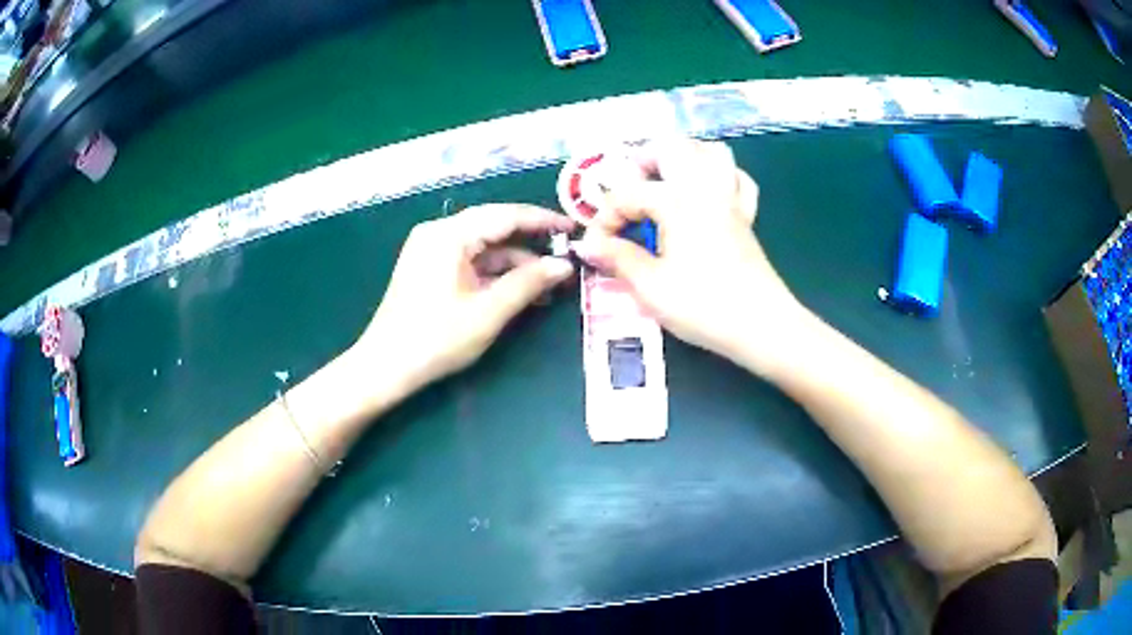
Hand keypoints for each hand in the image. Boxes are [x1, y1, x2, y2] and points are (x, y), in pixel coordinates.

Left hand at [357, 204, 574, 389]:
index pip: (505, 215)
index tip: (574, 229)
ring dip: (515, 263)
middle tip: (566, 253)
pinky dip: (495, 273)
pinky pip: (470, 261)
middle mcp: (438, 233)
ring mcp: (431, 250)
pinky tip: (521, 290)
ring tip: (550, 282)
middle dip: (530, 242)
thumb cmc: (436, 338)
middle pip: (494, 227)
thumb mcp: (488, 312)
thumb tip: (563, 266)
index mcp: (449, 235)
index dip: (542, 221)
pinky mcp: (430, 268)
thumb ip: (528, 284)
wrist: (386, 367)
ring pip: (483, 247)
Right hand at [573, 139, 809, 374]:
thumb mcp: (650, 286)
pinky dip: (720, 176)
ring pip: (712, 153)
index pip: (628, 194)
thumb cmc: (703, 305)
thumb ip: (618, 258)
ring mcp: (731, 200)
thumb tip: (588, 245)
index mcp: (677, 200)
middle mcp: (705, 189)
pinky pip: (737, 180)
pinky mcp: (746, 218)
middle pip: (675, 148)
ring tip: (665, 180)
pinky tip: (707, 195)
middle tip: (628, 187)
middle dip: (645, 160)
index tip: (595, 246)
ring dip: (685, 157)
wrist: (761, 326)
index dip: (604, 218)